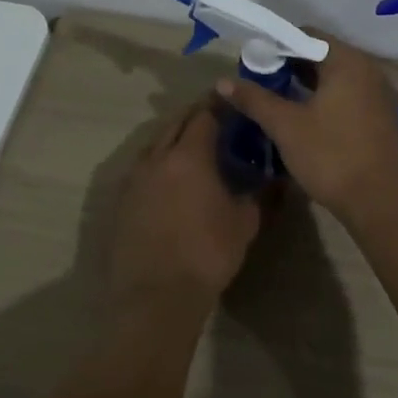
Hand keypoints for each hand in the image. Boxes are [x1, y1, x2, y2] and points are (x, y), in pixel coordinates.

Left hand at [107, 100, 262, 310]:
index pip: (205, 115)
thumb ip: (260, 194)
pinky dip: (159, 160)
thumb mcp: (245, 223)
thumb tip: (275, 178)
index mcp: (190, 155)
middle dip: (196, 114)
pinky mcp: (121, 201)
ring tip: (193, 143)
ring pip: (154, 143)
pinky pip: (142, 167)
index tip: (234, 100)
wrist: (156, 297)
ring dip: (174, 135)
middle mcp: (157, 158)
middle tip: (217, 116)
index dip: (220, 104)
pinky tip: (170, 175)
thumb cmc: (208, 254)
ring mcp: (134, 179)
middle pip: (175, 122)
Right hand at [216, 36, 397, 217]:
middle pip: (323, 55)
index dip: (277, 46)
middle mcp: (368, 69)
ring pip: (336, 78)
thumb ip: (255, 99)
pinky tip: (305, 118)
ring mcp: (379, 93)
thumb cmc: (331, 156)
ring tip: (276, 100)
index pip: (307, 36)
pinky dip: (326, 99)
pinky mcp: (382, 116)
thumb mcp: (286, 126)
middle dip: (290, 66)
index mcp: (347, 61)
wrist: (381, 200)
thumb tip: (223, 81)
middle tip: (259, 83)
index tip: (252, 63)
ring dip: (307, 84)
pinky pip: (349, 95)